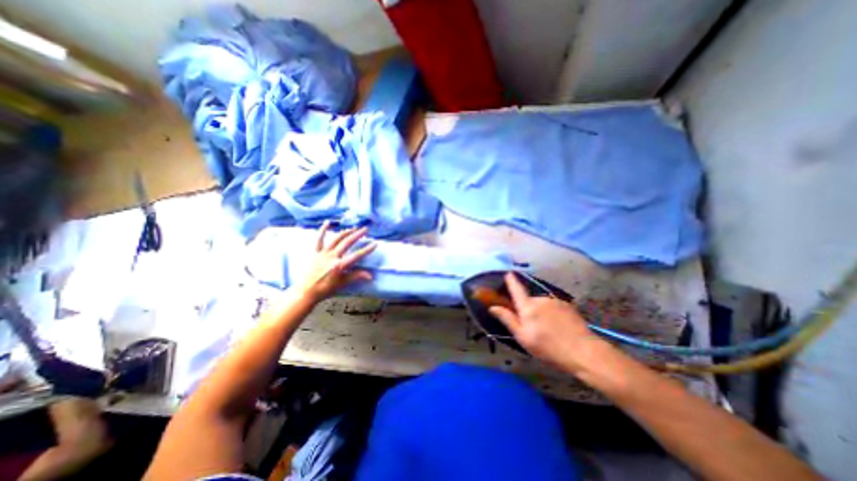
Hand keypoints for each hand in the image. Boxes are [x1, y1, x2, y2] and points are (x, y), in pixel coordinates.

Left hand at [296, 219, 376, 301]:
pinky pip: (319, 240)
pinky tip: (328, 222)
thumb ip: (356, 276)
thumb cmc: (326, 289)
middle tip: (365, 229)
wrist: (306, 291)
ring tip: (354, 228)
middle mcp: (332, 257)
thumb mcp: (343, 283)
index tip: (375, 243)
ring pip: (336, 239)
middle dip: (357, 235)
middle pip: (347, 243)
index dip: (367, 249)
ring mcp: (323, 253)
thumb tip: (371, 276)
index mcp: (339, 265)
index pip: (357, 255)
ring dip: (346, 232)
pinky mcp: (316, 252)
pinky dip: (323, 230)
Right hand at [488, 273, 608, 372]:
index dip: (511, 281)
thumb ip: (508, 319)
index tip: (508, 273)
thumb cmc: (548, 347)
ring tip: (549, 329)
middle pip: (529, 300)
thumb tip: (492, 307)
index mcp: (528, 307)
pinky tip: (559, 327)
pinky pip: (554, 306)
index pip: (516, 289)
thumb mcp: (523, 337)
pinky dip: (553, 313)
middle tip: (533, 326)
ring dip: (542, 312)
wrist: (583, 352)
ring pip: (542, 304)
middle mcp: (540, 299)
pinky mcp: (568, 305)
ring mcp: (555, 301)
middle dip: (528, 309)